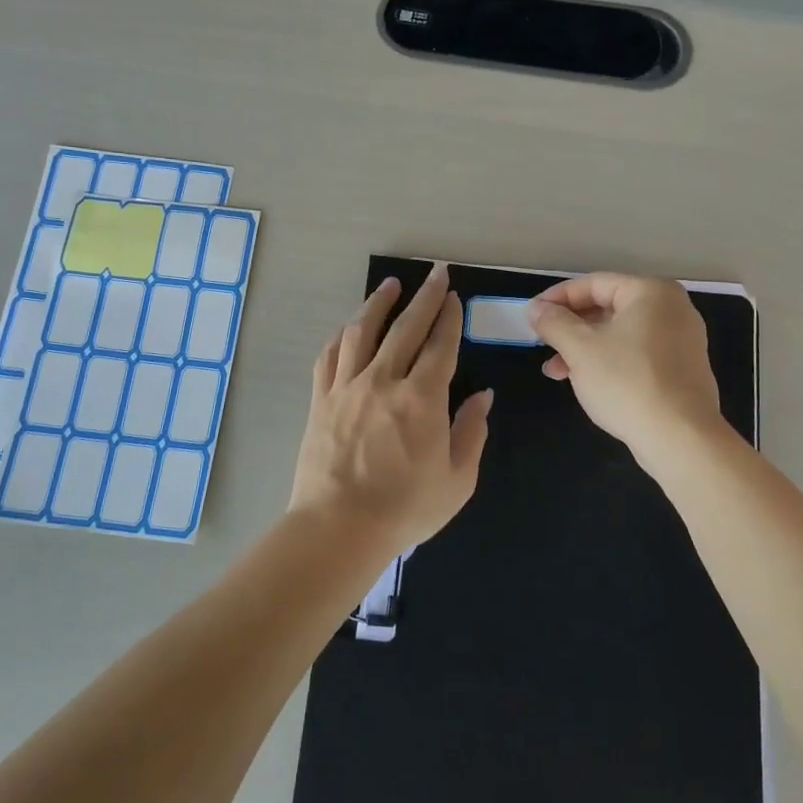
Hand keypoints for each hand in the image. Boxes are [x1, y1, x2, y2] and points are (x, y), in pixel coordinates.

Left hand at [289, 263, 493, 547]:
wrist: (338, 528)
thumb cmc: (405, 508)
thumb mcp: (457, 479)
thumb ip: (472, 432)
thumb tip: (482, 397)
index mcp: (422, 398)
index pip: (440, 346)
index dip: (450, 318)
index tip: (454, 298)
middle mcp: (383, 380)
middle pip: (405, 328)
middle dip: (424, 297)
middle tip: (435, 274)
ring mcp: (347, 387)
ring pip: (362, 332)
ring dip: (378, 304)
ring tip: (391, 285)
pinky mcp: (321, 400)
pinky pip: (329, 357)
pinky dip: (341, 337)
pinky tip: (348, 328)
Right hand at [526, 273, 720, 464]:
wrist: (680, 438)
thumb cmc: (627, 382)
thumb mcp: (580, 349)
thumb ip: (554, 322)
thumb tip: (536, 308)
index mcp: (651, 292)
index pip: (594, 284)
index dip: (557, 298)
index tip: (532, 315)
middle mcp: (672, 308)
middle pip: (608, 308)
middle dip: (570, 327)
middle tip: (543, 344)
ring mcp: (682, 339)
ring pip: (620, 333)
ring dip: (585, 348)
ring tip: (557, 372)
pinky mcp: (682, 368)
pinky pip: (637, 353)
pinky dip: (609, 361)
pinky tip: (587, 382)